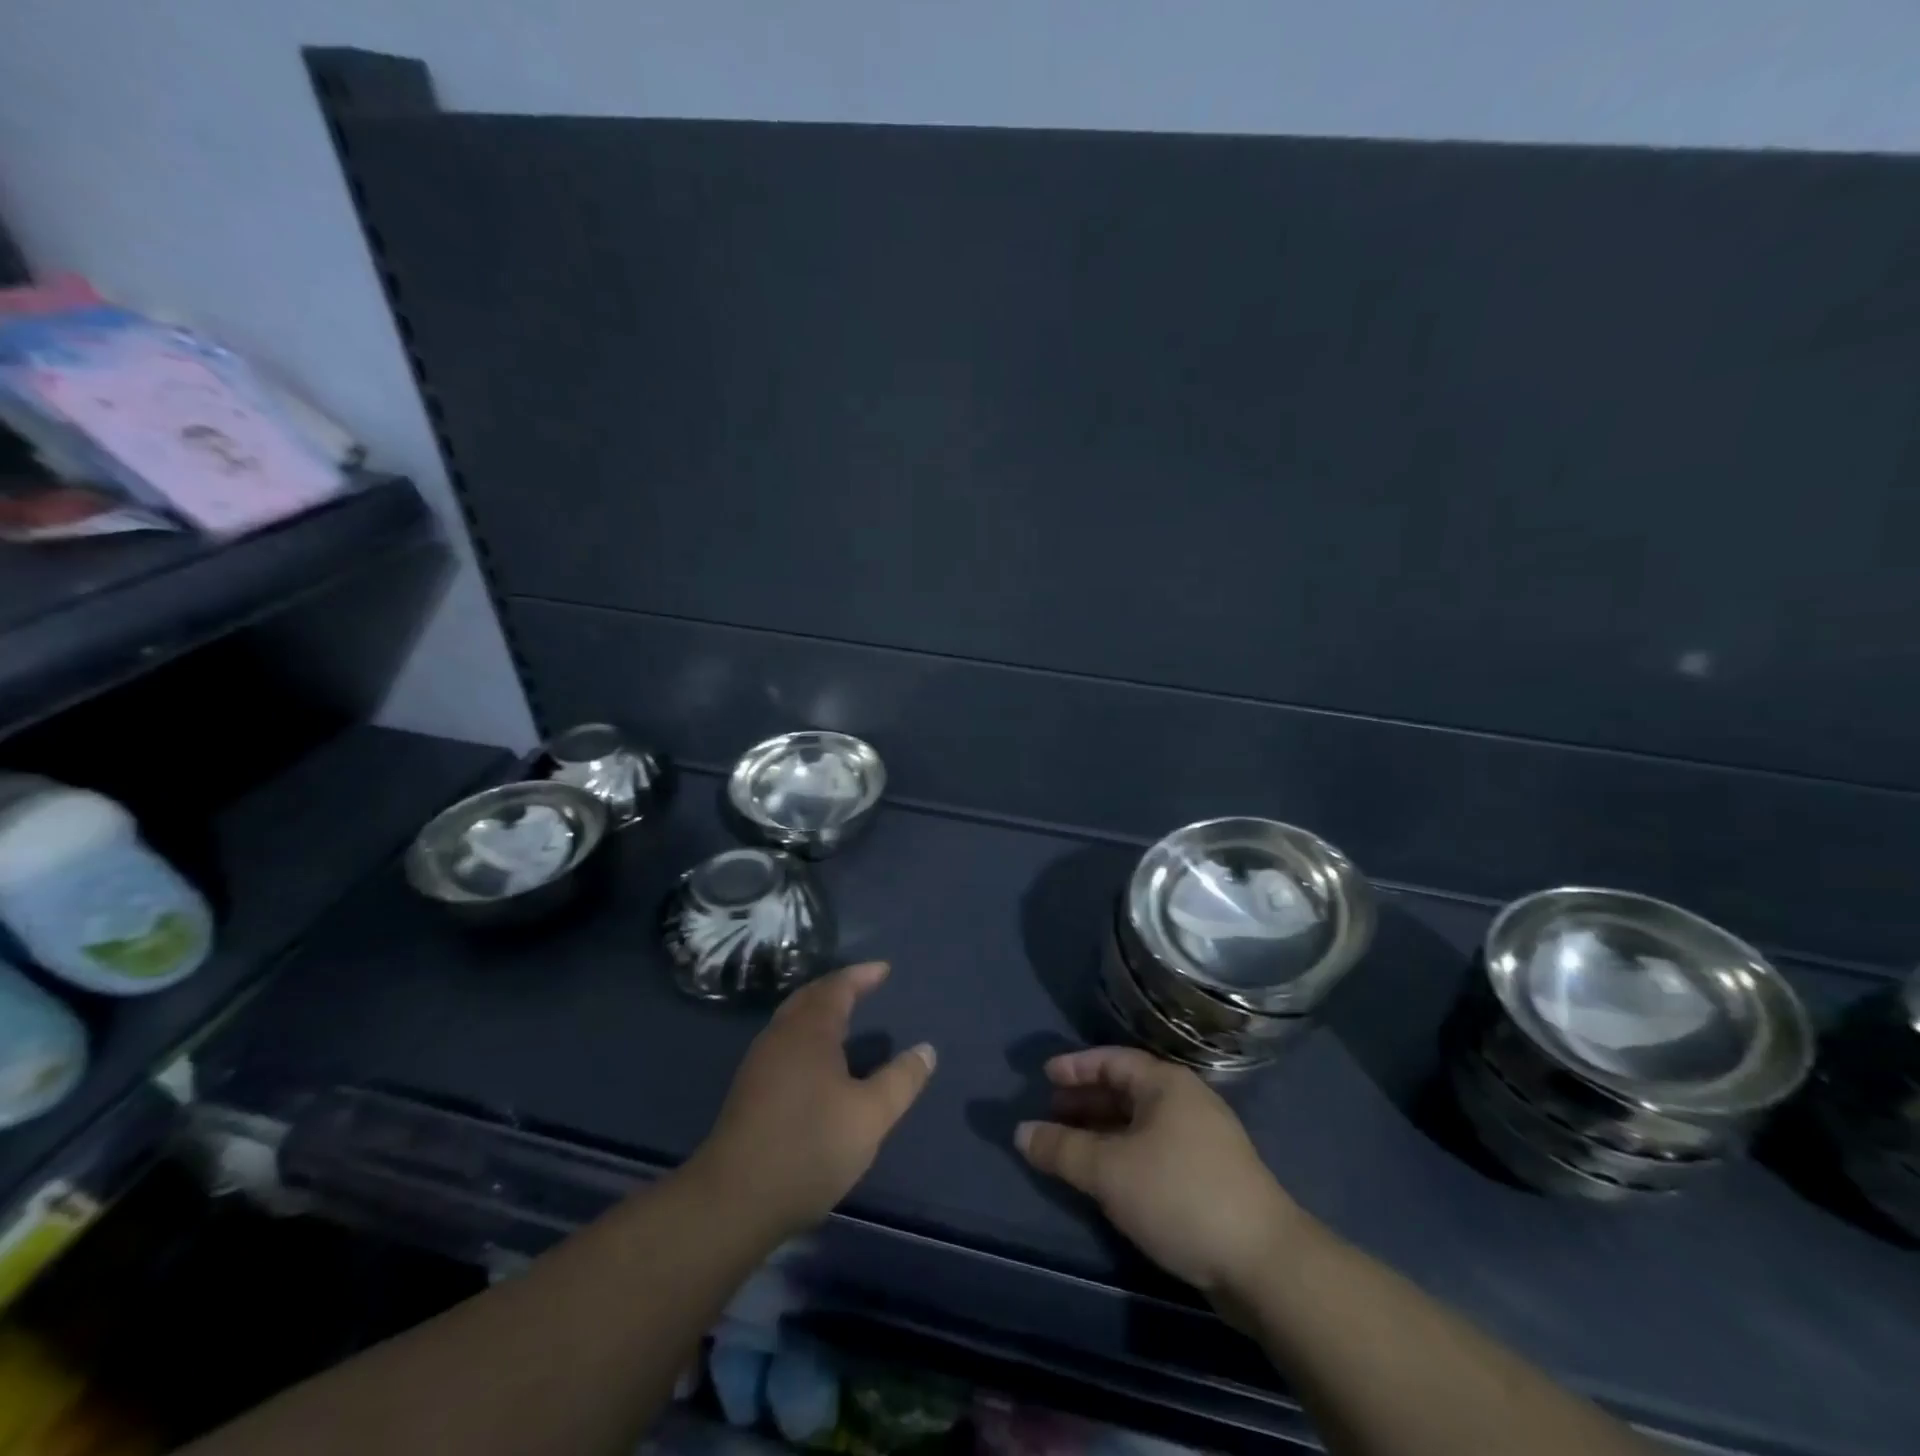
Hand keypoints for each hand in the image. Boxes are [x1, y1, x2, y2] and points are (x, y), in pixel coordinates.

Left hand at [688, 962, 935, 1238]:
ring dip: (819, 1009)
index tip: (884, 969)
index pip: (837, 987)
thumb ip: (901, 1080)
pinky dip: (807, 1033)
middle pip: (809, 996)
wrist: (733, 1201)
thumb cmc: (809, 1147)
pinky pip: (784, 1041)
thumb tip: (927, 1049)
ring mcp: (759, 1063)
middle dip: (838, 986)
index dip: (862, 975)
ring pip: (792, 1019)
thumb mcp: (871, 1116)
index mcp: (809, 1031)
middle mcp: (780, 1036)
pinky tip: (818, 1060)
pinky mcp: (749, 1090)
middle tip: (864, 985)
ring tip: (845, 1016)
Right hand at [1015, 1047, 1298, 1296]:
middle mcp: (1186, 1102)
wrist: (1263, 1263)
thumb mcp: (1110, 1170)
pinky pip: (1154, 1149)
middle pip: (1126, 1090)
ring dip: (1103, 1130)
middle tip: (1051, 1113)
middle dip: (1086, 1100)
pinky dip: (1124, 1153)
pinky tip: (1108, 1177)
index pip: (1112, 1060)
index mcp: (1166, 1084)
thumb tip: (1021, 1132)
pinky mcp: (1210, 1176)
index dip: (1076, 1067)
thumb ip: (1062, 1149)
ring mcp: (1203, 1139)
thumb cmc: (1179, 1195)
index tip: (1044, 1076)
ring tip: (1071, 1147)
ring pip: (1140, 1123)